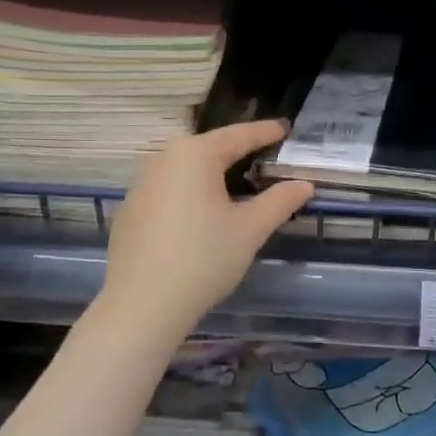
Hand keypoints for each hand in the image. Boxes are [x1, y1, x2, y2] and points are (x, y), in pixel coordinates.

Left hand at [94, 120, 314, 342]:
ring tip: (240, 183)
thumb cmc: (203, 260)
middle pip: (210, 148)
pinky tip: (203, 213)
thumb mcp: (250, 229)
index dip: (265, 132)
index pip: (239, 135)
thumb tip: (305, 184)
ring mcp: (141, 184)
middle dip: (240, 151)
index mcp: (194, 155)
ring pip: (187, 169)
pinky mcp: (130, 209)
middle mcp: (163, 159)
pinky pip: (169, 188)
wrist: (141, 307)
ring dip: (214, 172)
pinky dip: (191, 192)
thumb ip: (280, 201)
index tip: (286, 128)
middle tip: (267, 156)